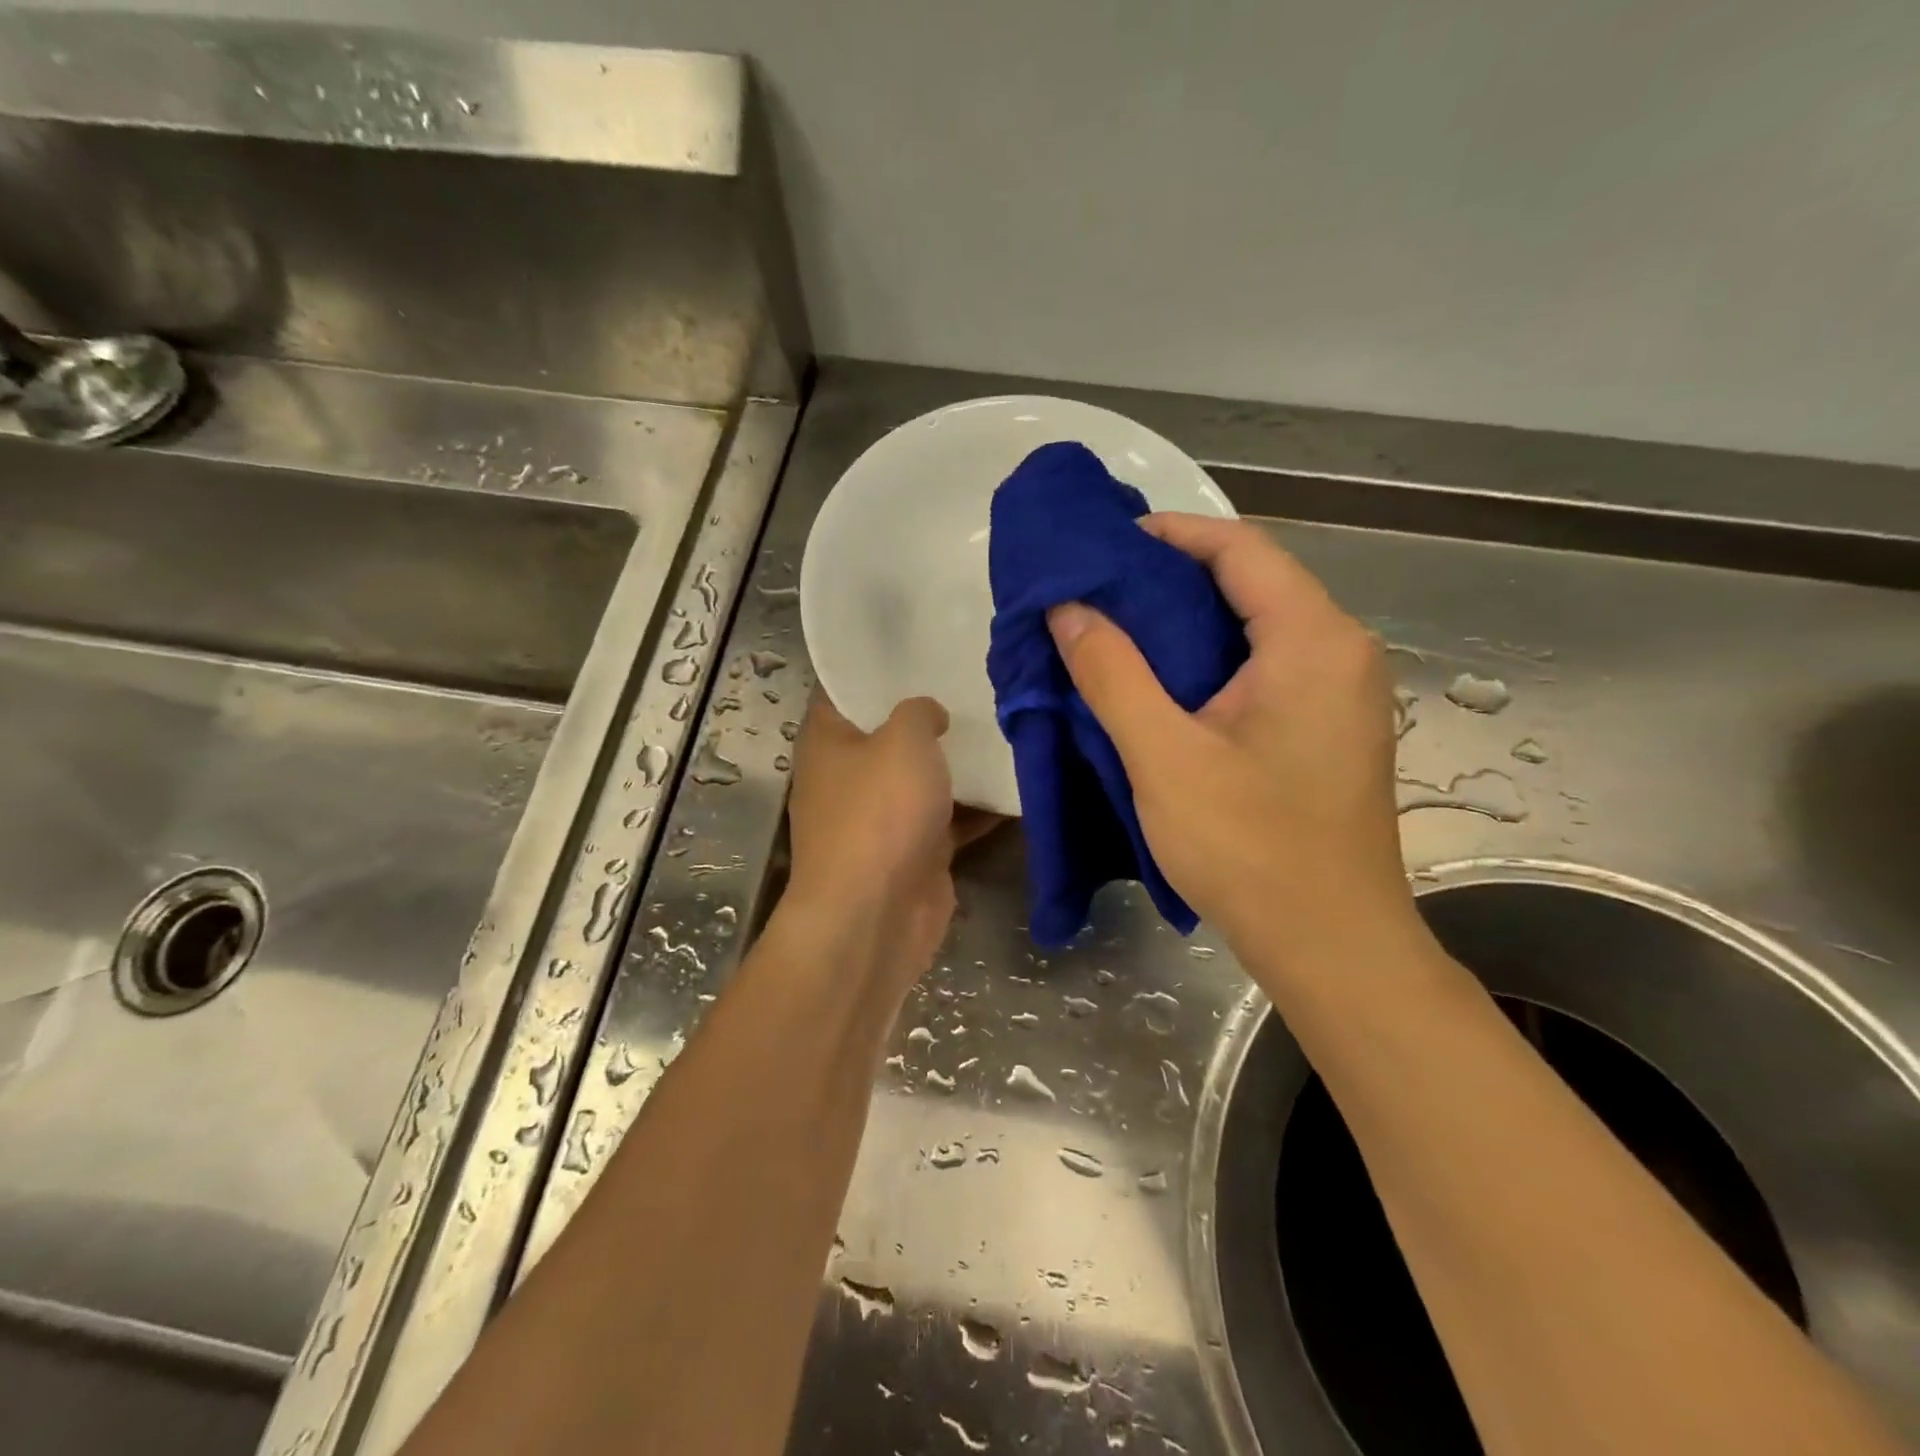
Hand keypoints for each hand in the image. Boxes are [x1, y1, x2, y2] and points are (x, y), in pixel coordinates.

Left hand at [784, 693, 997, 993]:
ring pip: (922, 779)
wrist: (876, 915)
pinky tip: (1015, 781)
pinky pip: (948, 819)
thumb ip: (918, 712)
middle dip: (929, 713)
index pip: (844, 688)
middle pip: (889, 734)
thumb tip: (927, 713)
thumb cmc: (879, 813)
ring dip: (957, 763)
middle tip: (976, 680)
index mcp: (828, 740)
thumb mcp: (903, 739)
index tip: (922, 644)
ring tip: (1004, 723)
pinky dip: (976, 808)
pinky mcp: (913, 851)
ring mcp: (881, 818)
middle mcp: (848, 776)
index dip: (878, 665)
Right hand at [1048, 514, 1415, 975]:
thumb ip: (1112, 673)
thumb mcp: (1164, 756)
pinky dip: (1211, 658)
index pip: (1241, 549)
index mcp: (1313, 640)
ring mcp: (1341, 692)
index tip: (1107, 543)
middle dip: (1173, 576)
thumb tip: (1068, 609)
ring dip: (1188, 620)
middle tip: (1099, 588)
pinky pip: (1267, 665)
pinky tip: (1163, 681)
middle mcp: (1341, 651)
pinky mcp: (1329, 727)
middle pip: (1253, 582)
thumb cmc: (1250, 848)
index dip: (1172, 533)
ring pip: (1257, 626)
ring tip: (1118, 628)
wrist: (1331, 943)